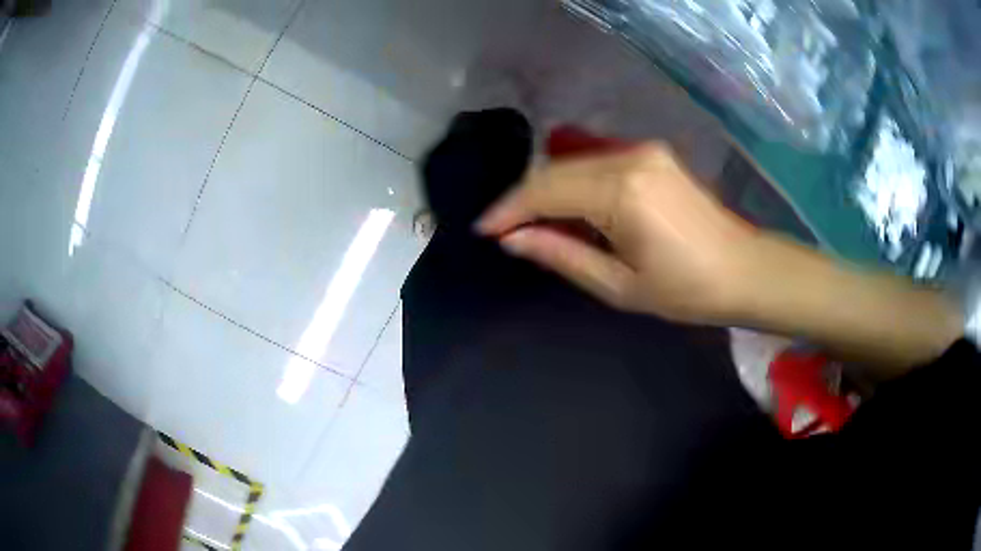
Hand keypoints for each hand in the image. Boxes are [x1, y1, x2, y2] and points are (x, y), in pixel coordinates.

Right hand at [476, 143, 755, 322]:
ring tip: (533, 223)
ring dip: (549, 190)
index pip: (546, 189)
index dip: (510, 208)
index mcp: (622, 192)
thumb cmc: (687, 290)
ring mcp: (644, 150)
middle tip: (505, 231)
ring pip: (575, 163)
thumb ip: (562, 255)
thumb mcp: (619, 286)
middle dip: (525, 198)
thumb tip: (513, 239)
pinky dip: (575, 183)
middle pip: (557, 170)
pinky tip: (570, 208)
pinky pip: (598, 163)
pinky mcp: (653, 153)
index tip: (484, 229)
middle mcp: (630, 157)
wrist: (745, 270)